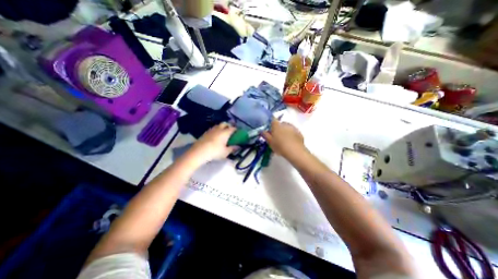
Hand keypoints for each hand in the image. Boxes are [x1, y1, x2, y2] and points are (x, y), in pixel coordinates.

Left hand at [189, 123, 238, 164]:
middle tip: (230, 131)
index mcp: (225, 132)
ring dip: (221, 127)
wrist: (199, 152)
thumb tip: (238, 146)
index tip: (238, 132)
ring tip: (223, 133)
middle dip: (228, 125)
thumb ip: (233, 148)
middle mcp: (219, 129)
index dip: (236, 129)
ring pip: (218, 125)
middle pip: (225, 123)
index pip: (233, 128)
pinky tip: (215, 136)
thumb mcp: (225, 152)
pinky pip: (213, 129)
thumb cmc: (215, 152)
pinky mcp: (205, 132)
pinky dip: (216, 130)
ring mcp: (211, 130)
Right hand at [262, 119, 305, 158]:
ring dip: (285, 131)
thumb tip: (261, 131)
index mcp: (277, 125)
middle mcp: (285, 124)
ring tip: (284, 140)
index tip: (270, 128)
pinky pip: (293, 131)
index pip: (273, 119)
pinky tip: (290, 142)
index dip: (271, 123)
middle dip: (278, 128)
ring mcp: (293, 127)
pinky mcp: (299, 132)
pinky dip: (291, 134)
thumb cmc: (280, 146)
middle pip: (280, 124)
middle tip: (276, 136)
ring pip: (287, 127)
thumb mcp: (270, 142)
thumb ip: (265, 135)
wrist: (295, 152)